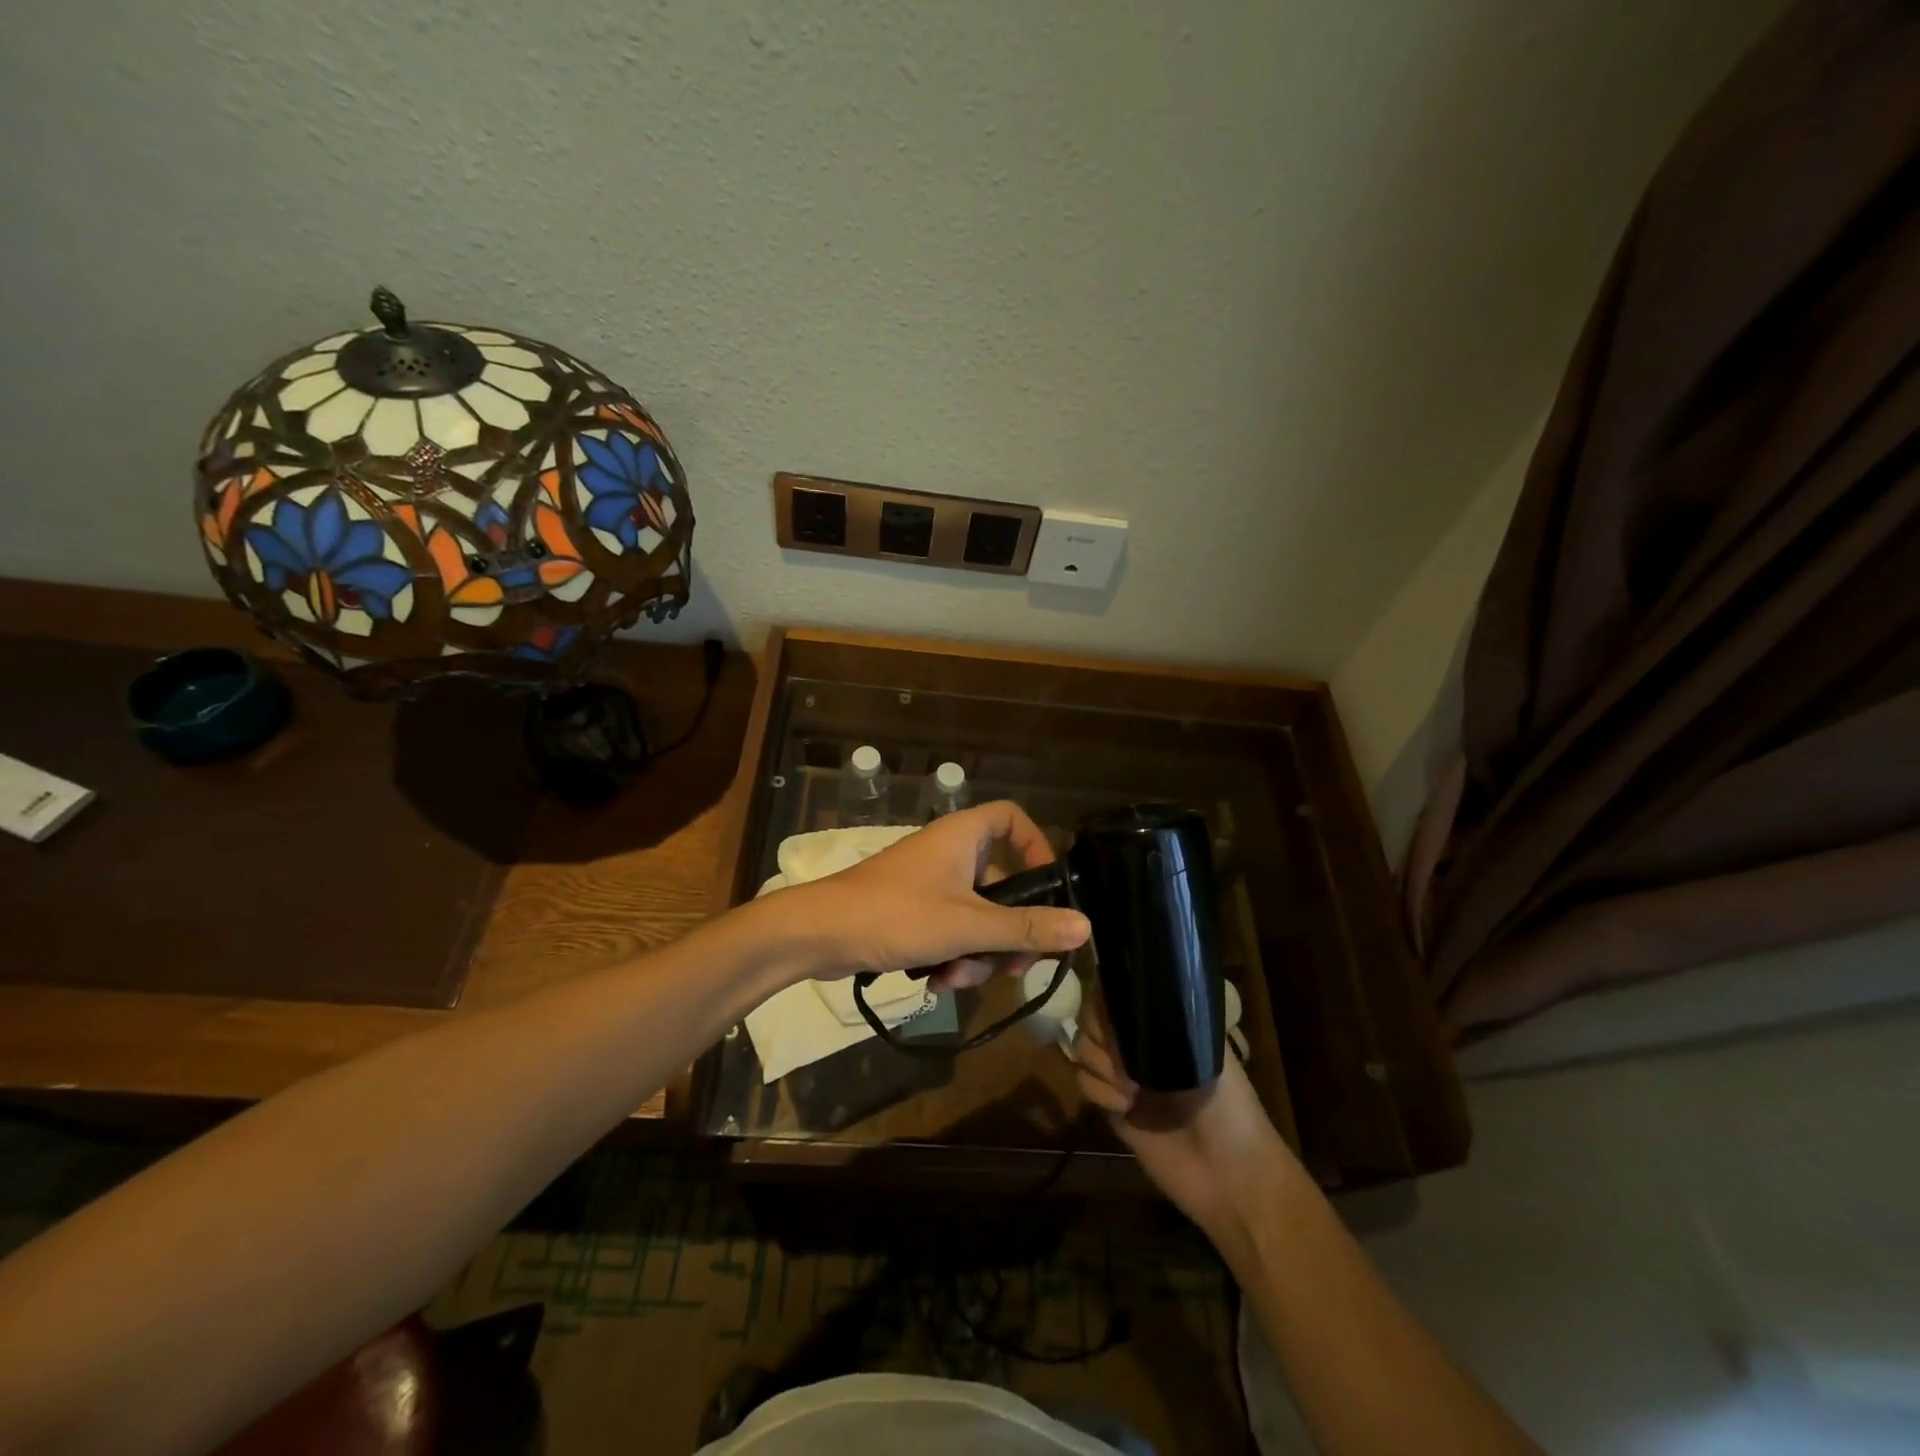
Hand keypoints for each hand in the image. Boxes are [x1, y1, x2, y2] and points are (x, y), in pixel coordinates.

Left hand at [781, 801, 1090, 989]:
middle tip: (1015, 966)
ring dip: (975, 954)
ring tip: (954, 978)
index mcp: (963, 836)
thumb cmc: (896, 914)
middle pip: (1002, 883)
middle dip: (1008, 930)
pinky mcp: (912, 913)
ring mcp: (929, 884)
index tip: (1048, 889)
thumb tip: (1085, 925)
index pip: (1013, 818)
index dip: (1037, 847)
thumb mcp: (968, 925)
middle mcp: (949, 853)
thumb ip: (1026, 927)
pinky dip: (950, 957)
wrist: (818, 934)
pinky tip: (934, 982)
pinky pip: (950, 932)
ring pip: (977, 917)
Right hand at [1075, 1003, 1295, 1237]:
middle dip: (1099, 1031)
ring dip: (1099, 1062)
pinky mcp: (1111, 1107)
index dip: (1107, 994)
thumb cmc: (1229, 1107)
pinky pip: (1083, 1082)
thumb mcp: (1204, 1052)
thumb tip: (1125, 992)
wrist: (1230, 1176)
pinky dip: (1098, 1090)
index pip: (1120, 992)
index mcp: (1164, 1024)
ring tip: (1128, 1086)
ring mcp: (1122, 1075)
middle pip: (1093, 1016)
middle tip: (1120, 1053)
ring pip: (1083, 1047)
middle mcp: (1139, 1044)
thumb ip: (1165, 1021)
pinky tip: (1124, 1106)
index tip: (1112, 1008)